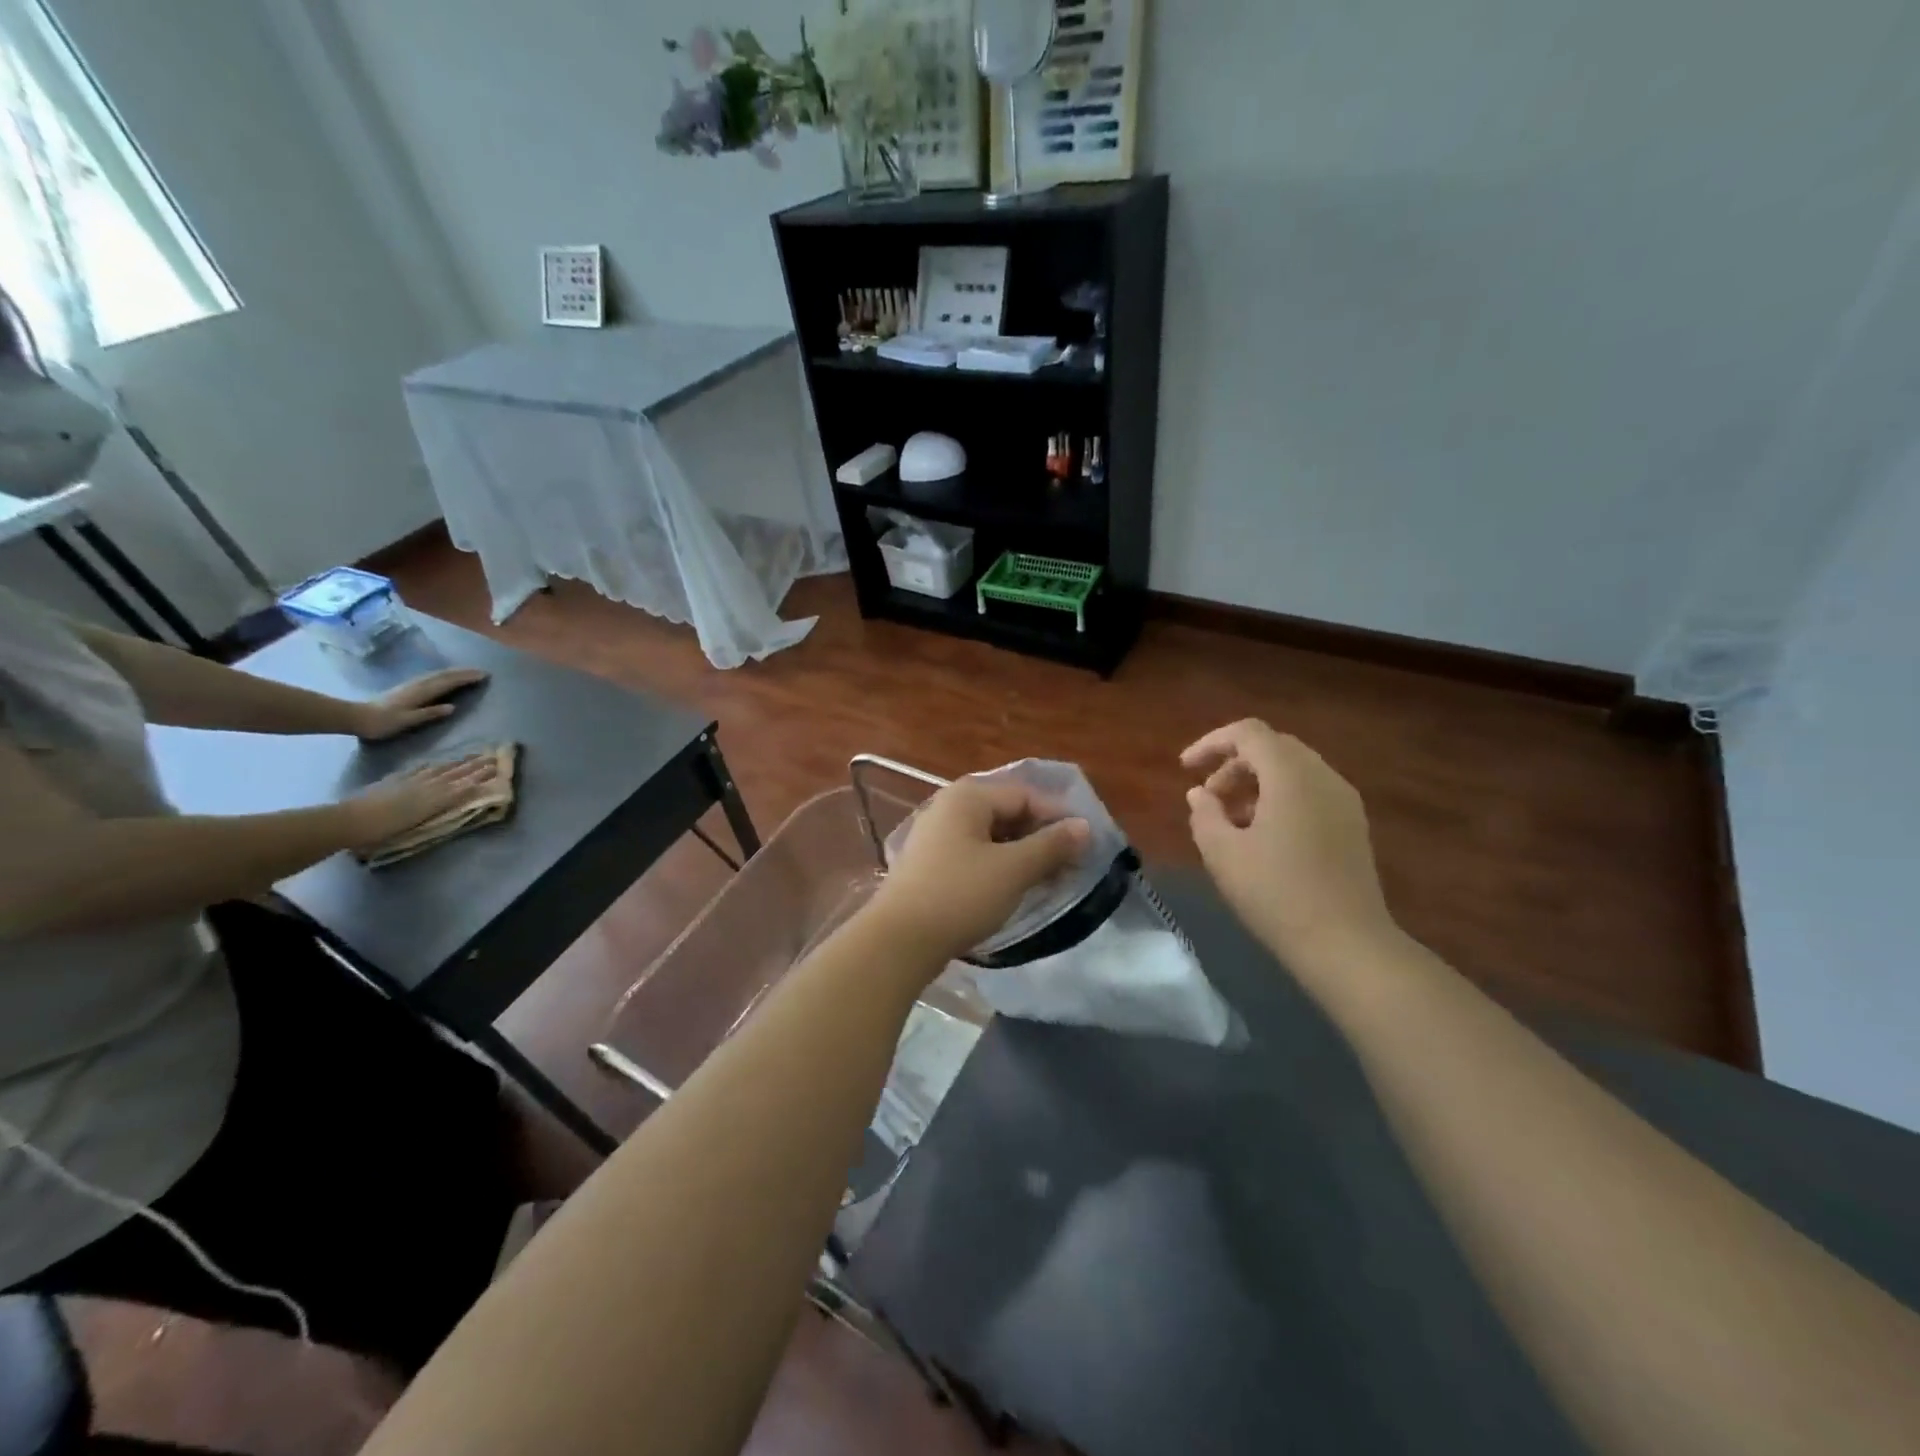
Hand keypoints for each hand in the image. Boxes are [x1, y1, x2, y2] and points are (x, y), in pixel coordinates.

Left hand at [340, 754, 498, 848]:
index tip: (496, 766)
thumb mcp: (419, 818)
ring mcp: (410, 781)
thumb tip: (466, 790)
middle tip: (490, 756)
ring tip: (470, 757)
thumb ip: (444, 802)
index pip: (463, 783)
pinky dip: (430, 766)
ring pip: (439, 769)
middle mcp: (426, 785)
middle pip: (454, 773)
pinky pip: (418, 770)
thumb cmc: (384, 829)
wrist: (349, 821)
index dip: (480, 774)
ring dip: (456, 763)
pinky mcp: (395, 781)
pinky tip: (434, 764)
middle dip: (474, 765)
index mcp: (434, 796)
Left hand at [354, 669, 488, 741]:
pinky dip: (444, 675)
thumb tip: (453, 707)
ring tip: (468, 672)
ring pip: (438, 674)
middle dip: (464, 672)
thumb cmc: (384, 723)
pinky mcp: (408, 687)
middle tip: (482, 672)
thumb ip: (430, 713)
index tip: (484, 675)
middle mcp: (418, 685)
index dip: (466, 678)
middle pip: (444, 675)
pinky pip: (432, 677)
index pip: (448, 682)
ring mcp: (412, 685)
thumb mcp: (408, 720)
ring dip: (455, 672)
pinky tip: (446, 677)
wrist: (357, 718)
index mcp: (421, 692)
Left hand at [867, 776, 1091, 968]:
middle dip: (1041, 838)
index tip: (1086, 847)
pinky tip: (1014, 889)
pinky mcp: (930, 864)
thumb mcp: (1014, 869)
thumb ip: (1052, 845)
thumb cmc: (960, 895)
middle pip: (1008, 813)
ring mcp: (936, 835)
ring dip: (1022, 855)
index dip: (1059, 818)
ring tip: (1048, 881)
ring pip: (992, 836)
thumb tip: (1084, 827)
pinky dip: (999, 867)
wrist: (899, 940)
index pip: (1026, 795)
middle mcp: (949, 807)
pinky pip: (975, 854)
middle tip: (1070, 866)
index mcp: (968, 797)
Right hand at [1181, 720, 1395, 966]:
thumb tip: (1200, 794)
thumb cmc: (1276, 894)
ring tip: (1231, 820)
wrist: (1346, 945)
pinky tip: (1263, 837)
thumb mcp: (1222, 854)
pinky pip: (1310, 792)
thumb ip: (1204, 814)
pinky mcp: (1353, 826)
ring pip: (1293, 770)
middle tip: (1208, 796)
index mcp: (1291, 775)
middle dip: (1234, 763)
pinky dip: (1280, 798)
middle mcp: (1323, 777)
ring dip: (1256, 783)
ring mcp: (1344, 801)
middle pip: (1273, 747)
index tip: (1185, 769)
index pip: (1249, 733)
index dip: (1211, 743)